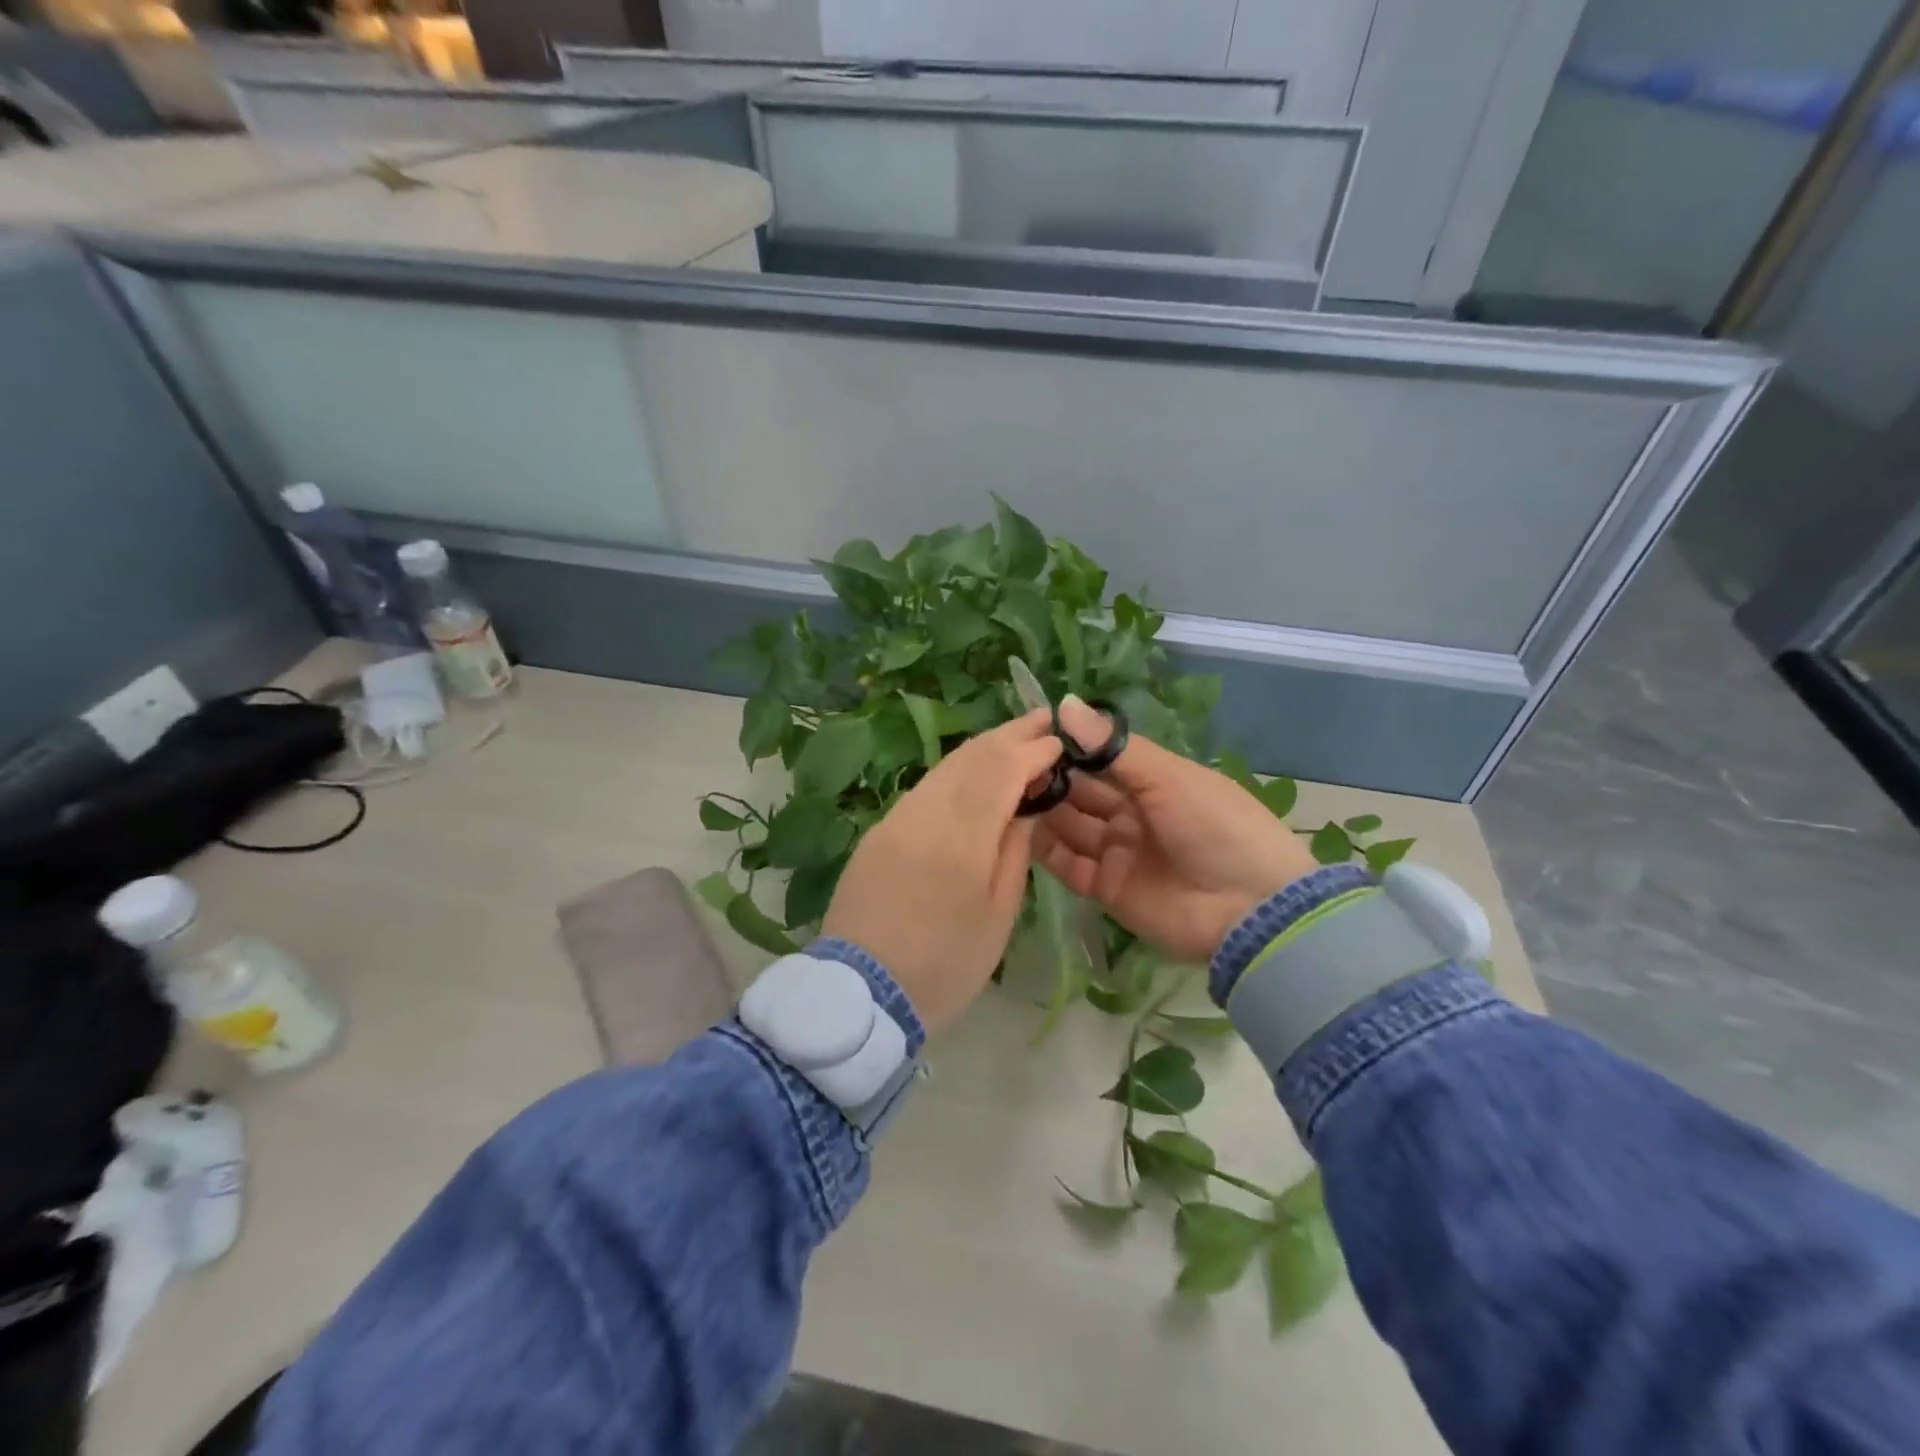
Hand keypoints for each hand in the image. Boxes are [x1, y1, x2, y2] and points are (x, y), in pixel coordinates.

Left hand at [823, 710, 1062, 1034]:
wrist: (862, 993)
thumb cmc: (945, 965)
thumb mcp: (998, 916)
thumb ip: (1014, 851)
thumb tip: (1026, 805)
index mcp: (961, 840)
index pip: (1002, 770)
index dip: (1034, 751)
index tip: (1060, 743)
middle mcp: (924, 815)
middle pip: (971, 756)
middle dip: (1010, 735)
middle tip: (1043, 720)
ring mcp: (895, 819)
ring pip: (945, 767)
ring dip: (983, 748)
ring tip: (1014, 740)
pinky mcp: (879, 830)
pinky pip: (925, 788)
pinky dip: (956, 771)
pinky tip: (974, 774)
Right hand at [1035, 697, 1319, 962]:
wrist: (1250, 910)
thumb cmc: (1215, 826)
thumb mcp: (1168, 777)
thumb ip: (1112, 746)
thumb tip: (1064, 703)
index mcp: (1156, 783)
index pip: (1104, 759)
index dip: (1072, 747)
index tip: (1034, 733)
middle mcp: (1134, 815)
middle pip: (1083, 793)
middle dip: (1053, 779)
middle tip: (1014, 766)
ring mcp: (1120, 853)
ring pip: (1071, 827)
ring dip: (1045, 811)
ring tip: (1010, 793)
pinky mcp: (1107, 889)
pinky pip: (1069, 865)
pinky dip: (1047, 850)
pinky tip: (1022, 829)